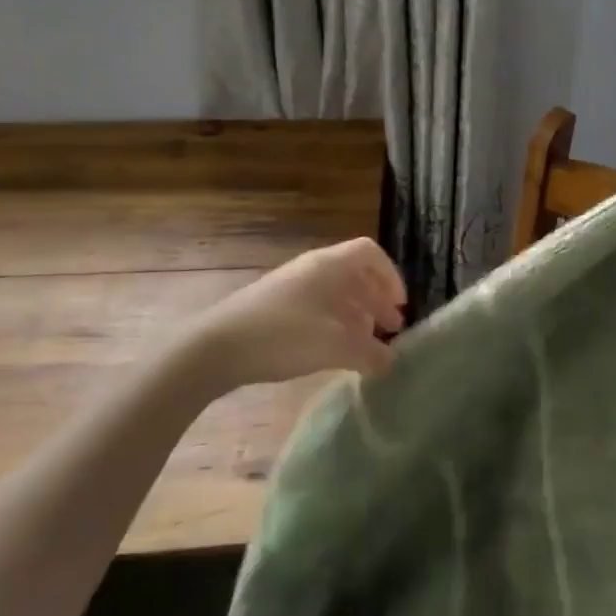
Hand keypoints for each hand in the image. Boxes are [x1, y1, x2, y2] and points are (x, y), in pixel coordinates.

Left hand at [180, 238, 406, 388]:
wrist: (216, 348)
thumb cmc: (284, 336)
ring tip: (365, 344)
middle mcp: (312, 268)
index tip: (399, 306)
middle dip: (376, 299)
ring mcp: (291, 286)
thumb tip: (391, 361)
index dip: (391, 276)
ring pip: (335, 292)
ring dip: (357, 314)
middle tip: (390, 329)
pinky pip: (317, 306)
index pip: (370, 253)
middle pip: (355, 273)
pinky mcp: (275, 307)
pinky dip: (334, 322)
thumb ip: (370, 353)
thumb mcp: (335, 346)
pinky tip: (333, 350)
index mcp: (330, 265)